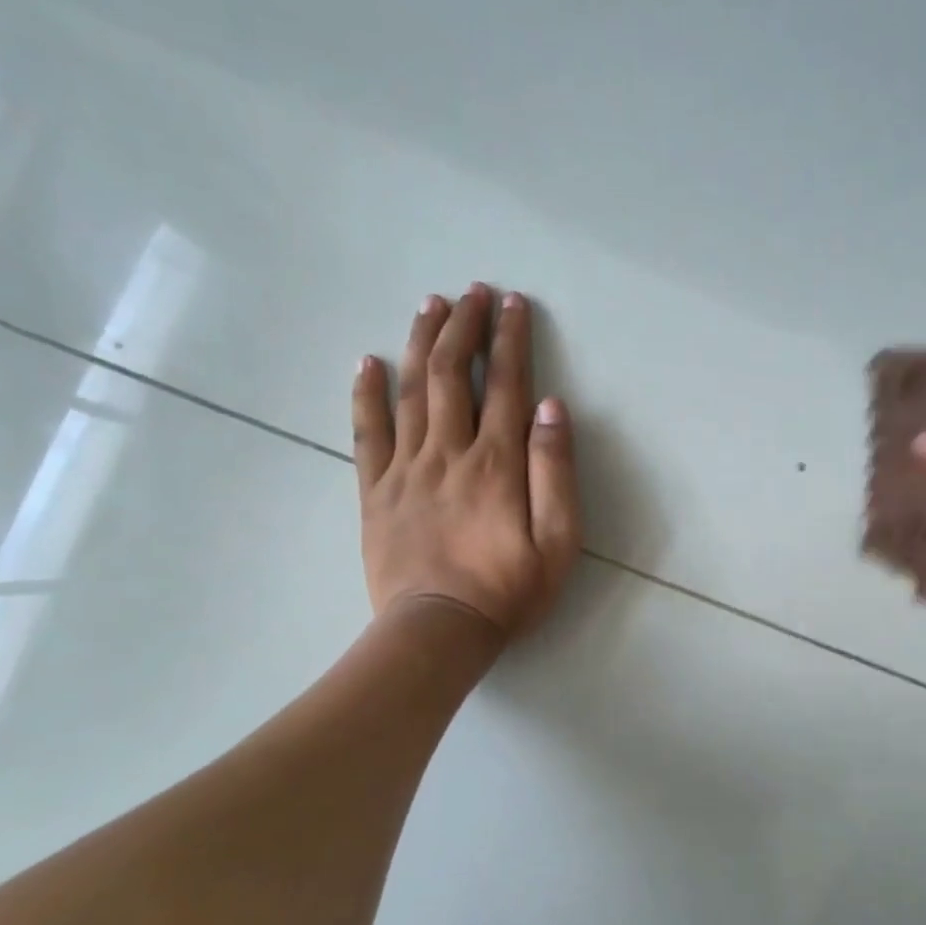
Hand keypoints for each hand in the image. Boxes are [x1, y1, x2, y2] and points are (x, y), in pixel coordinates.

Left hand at [352, 285, 580, 639]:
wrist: (438, 631)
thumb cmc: (508, 590)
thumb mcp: (559, 540)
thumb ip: (556, 471)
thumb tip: (551, 407)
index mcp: (497, 462)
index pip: (506, 385)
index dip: (510, 339)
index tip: (512, 303)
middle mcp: (449, 452)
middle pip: (453, 375)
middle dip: (463, 327)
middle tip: (469, 292)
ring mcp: (406, 469)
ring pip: (411, 391)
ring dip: (421, 343)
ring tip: (428, 305)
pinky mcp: (375, 491)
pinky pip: (367, 433)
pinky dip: (366, 394)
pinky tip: (367, 363)